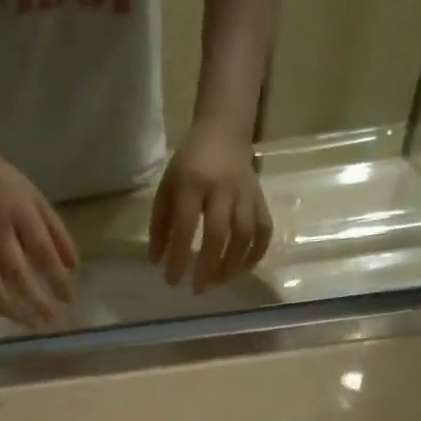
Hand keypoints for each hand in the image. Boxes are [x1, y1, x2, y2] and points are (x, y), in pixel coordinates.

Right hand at [0, 145, 78, 327]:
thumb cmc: (5, 184)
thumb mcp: (37, 200)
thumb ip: (56, 232)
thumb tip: (72, 267)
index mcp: (20, 215)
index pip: (43, 251)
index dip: (57, 278)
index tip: (69, 299)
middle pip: (17, 274)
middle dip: (35, 300)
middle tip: (51, 318)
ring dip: (11, 309)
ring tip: (29, 322)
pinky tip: (4, 313)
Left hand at [150, 123, 273, 293]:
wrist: (224, 131)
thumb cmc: (189, 163)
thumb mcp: (166, 187)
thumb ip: (160, 224)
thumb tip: (157, 261)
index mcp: (192, 183)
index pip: (185, 226)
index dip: (179, 257)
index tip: (172, 281)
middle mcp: (222, 188)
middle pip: (218, 234)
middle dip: (207, 267)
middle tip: (198, 289)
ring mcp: (245, 193)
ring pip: (244, 235)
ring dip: (232, 264)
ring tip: (218, 283)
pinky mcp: (261, 198)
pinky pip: (263, 229)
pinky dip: (255, 253)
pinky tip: (243, 269)